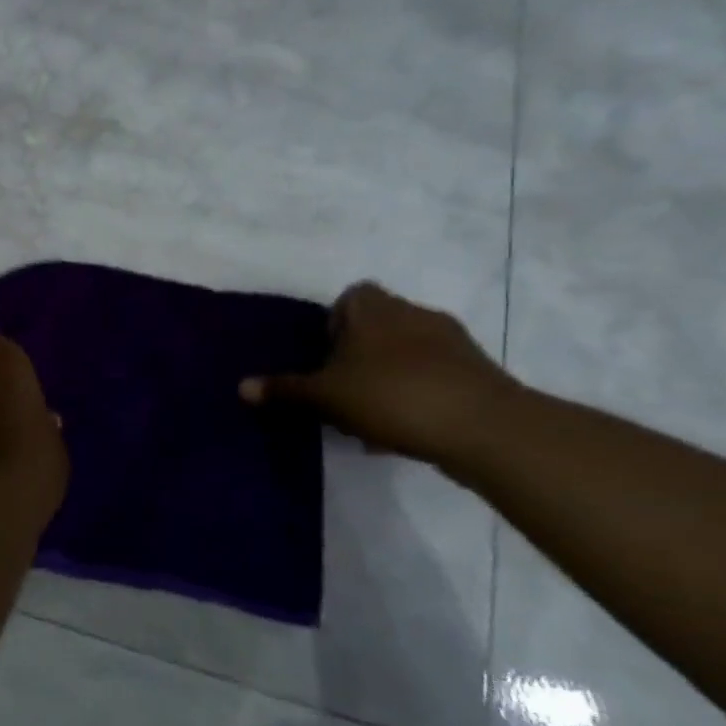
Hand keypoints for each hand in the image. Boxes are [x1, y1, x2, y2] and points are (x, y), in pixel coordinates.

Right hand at [240, 282, 521, 466]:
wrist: (485, 427)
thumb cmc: (391, 395)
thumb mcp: (324, 396)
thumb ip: (284, 390)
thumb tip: (241, 387)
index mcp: (373, 308)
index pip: (350, 296)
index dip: (335, 322)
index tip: (325, 355)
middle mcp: (413, 313)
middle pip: (377, 324)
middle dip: (359, 353)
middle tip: (341, 387)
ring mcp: (453, 342)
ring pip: (407, 352)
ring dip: (389, 375)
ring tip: (371, 415)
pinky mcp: (479, 372)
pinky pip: (435, 376)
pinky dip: (418, 394)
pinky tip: (404, 429)